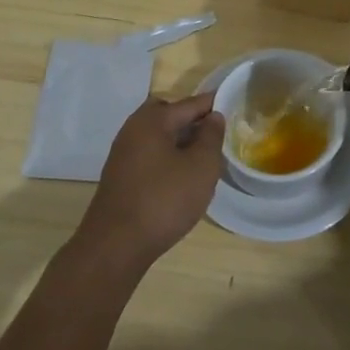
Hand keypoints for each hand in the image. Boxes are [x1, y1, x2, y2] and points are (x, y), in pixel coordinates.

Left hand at [76, 93, 224, 266]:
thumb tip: (214, 117)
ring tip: (204, 159)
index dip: (213, 104)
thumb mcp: (201, 166)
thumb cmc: (164, 200)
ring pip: (159, 137)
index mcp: (152, 120)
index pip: (189, 103)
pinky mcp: (120, 177)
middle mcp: (133, 130)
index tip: (235, 105)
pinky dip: (168, 159)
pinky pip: (150, 156)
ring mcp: (123, 154)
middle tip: (216, 135)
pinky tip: (182, 179)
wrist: (115, 246)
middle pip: (169, 115)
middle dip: (192, 121)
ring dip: (180, 142)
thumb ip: (211, 137)